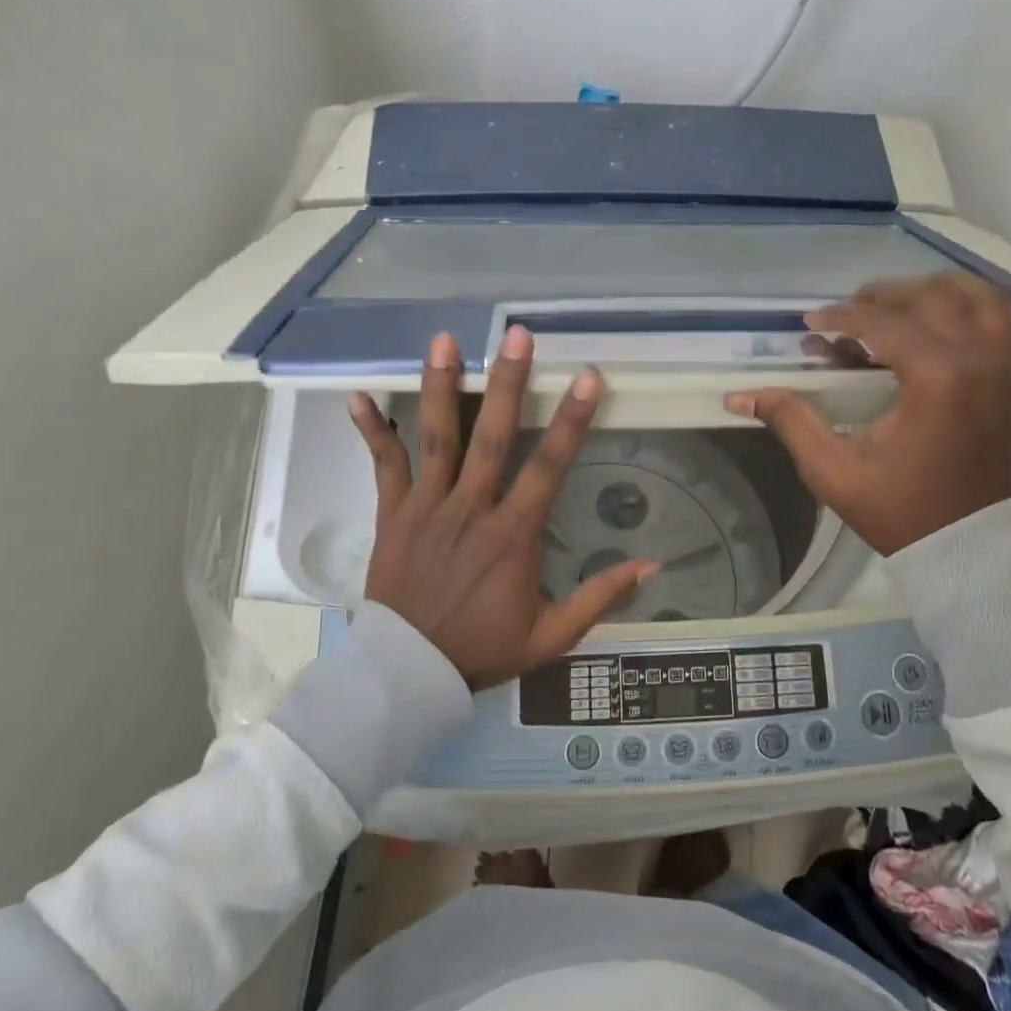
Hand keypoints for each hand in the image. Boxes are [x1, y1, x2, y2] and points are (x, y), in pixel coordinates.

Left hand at [348, 327, 656, 690]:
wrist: (409, 674)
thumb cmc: (482, 649)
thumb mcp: (552, 636)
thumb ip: (600, 598)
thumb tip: (651, 566)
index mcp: (512, 534)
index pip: (548, 466)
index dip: (571, 420)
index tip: (588, 378)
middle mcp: (471, 509)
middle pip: (490, 437)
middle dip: (506, 383)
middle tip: (515, 335)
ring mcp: (427, 508)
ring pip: (435, 439)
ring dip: (440, 387)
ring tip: (444, 340)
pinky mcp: (393, 515)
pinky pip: (383, 467)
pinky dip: (372, 431)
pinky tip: (359, 395)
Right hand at [724, 275, 1010, 555]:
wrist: (968, 547)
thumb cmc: (899, 511)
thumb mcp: (833, 471)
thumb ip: (792, 421)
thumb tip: (740, 396)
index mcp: (936, 379)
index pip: (883, 322)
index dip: (841, 316)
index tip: (811, 323)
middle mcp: (981, 360)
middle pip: (931, 298)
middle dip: (883, 296)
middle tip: (849, 312)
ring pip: (981, 297)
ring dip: (937, 292)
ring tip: (901, 306)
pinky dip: (992, 311)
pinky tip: (963, 319)